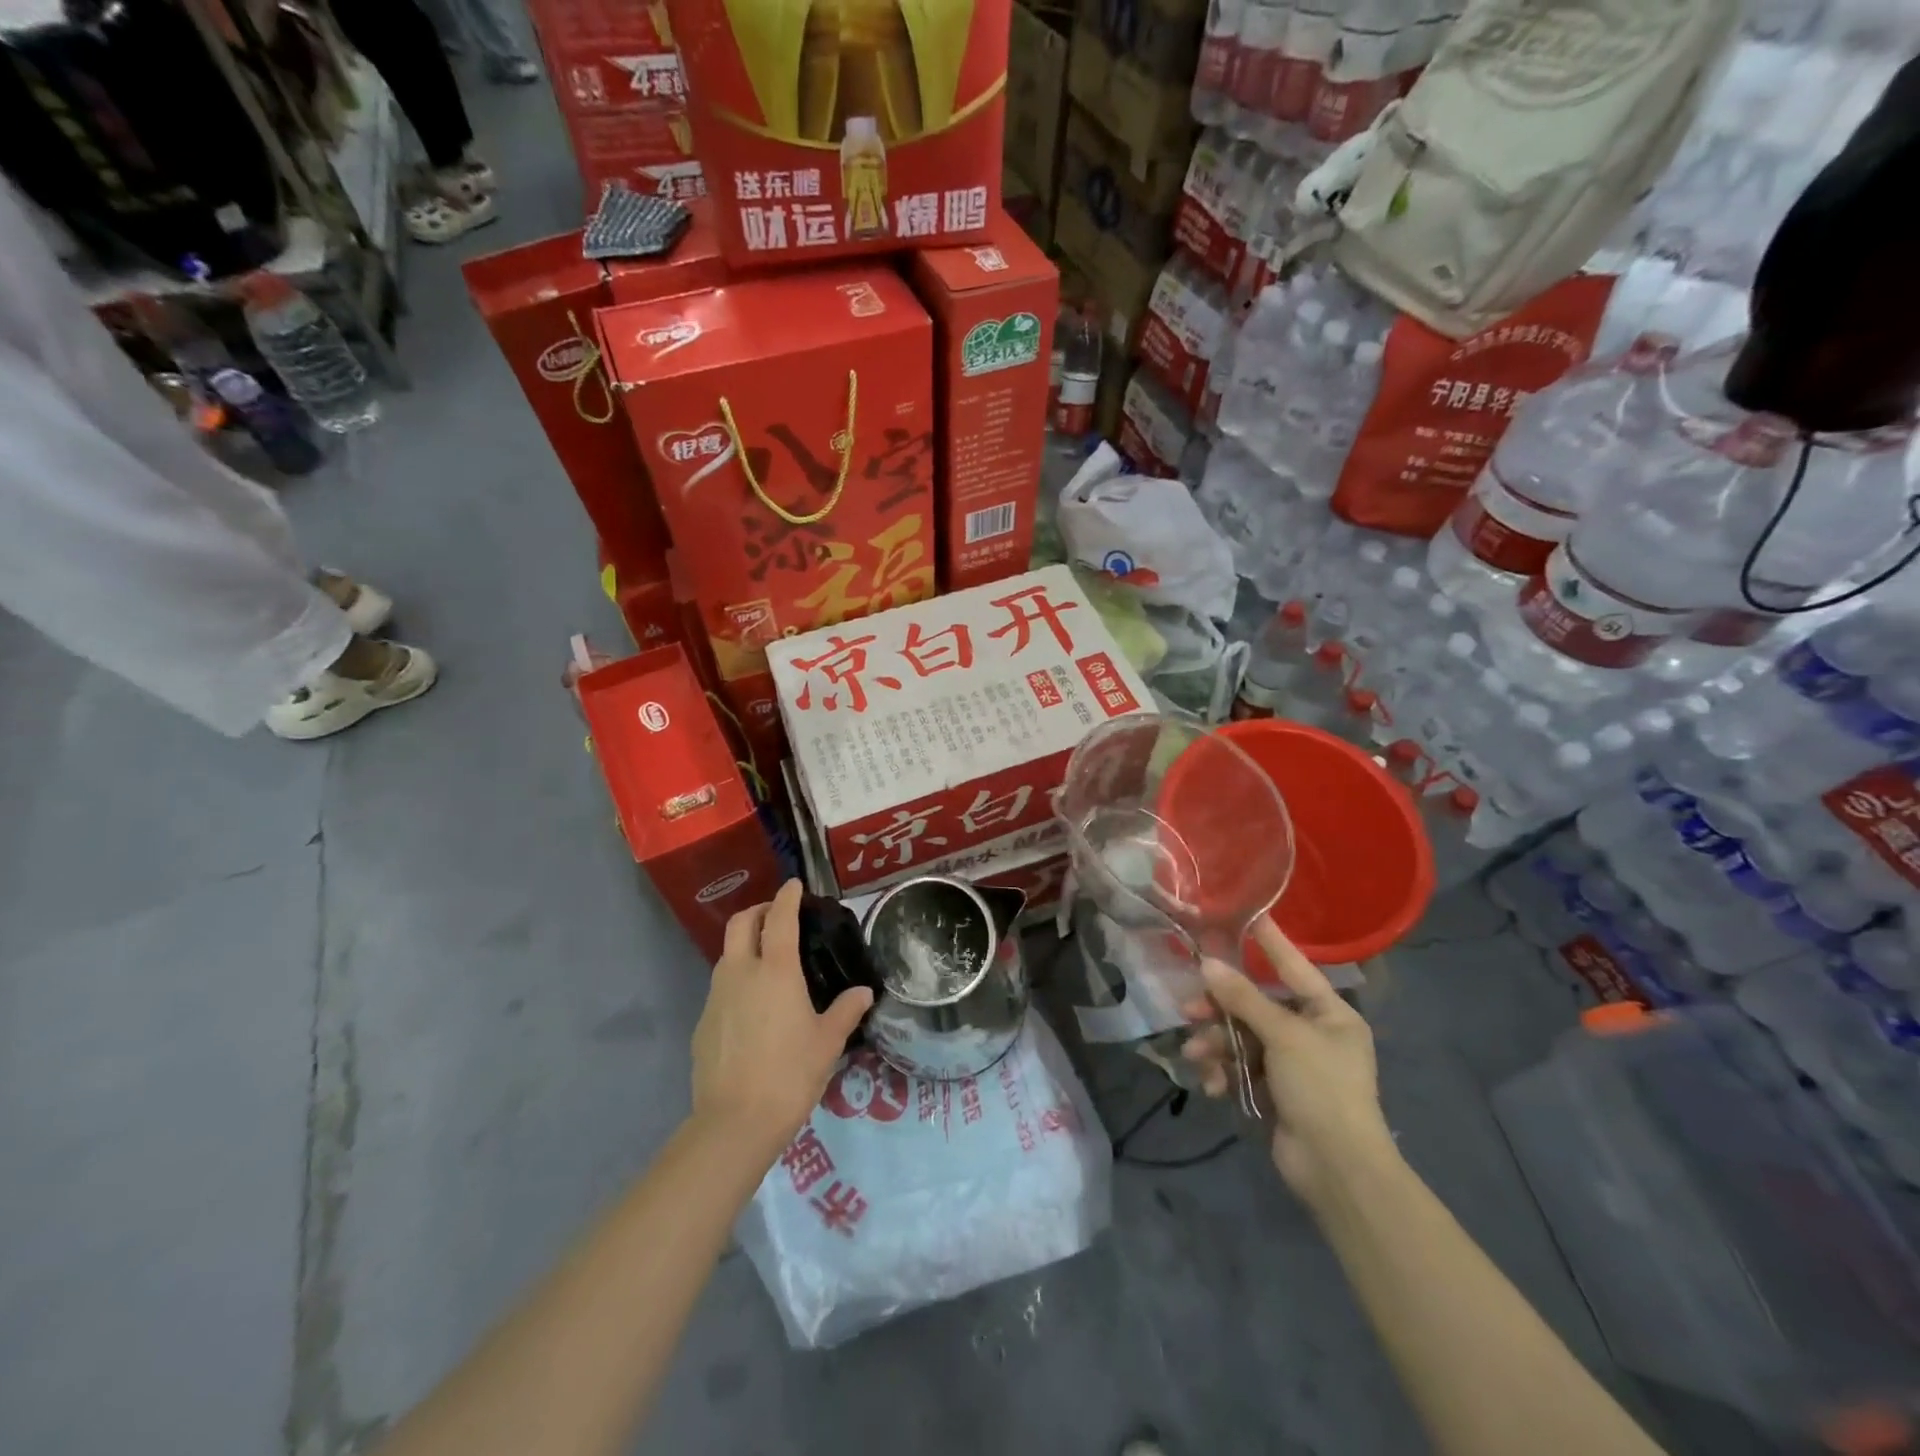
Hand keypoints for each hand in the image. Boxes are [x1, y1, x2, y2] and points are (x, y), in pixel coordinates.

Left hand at [690, 880, 872, 1152]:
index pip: (779, 917)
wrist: (734, 1123)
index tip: (795, 885)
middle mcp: (740, 973)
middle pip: (740, 924)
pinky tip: (753, 1005)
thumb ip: (846, 1010)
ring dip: (745, 944)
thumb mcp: (828, 1042)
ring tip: (767, 959)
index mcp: (775, 970)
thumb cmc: (790, 1074)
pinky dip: (737, 979)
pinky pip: (720, 987)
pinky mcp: (703, 1023)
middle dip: (758, 911)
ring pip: (727, 954)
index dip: (787, 896)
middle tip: (777, 915)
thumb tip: (863, 992)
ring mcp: (716, 997)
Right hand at [1182, 918, 1395, 1204]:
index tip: (1245, 915)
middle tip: (1189, 1008)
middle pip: (1257, 1005)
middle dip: (1222, 1009)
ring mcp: (1293, 1065)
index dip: (1269, 942)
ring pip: (1242, 1038)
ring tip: (1196, 1055)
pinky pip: (1241, 1068)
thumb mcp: (1284, 1036)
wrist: (1338, 1170)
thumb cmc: (1322, 1089)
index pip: (1293, 966)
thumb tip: (1207, 964)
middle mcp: (1312, 1033)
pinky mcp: (1275, 1091)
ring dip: (1216, 1045)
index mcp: (1329, 1014)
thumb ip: (1244, 998)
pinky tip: (1211, 1084)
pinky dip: (1224, 1073)